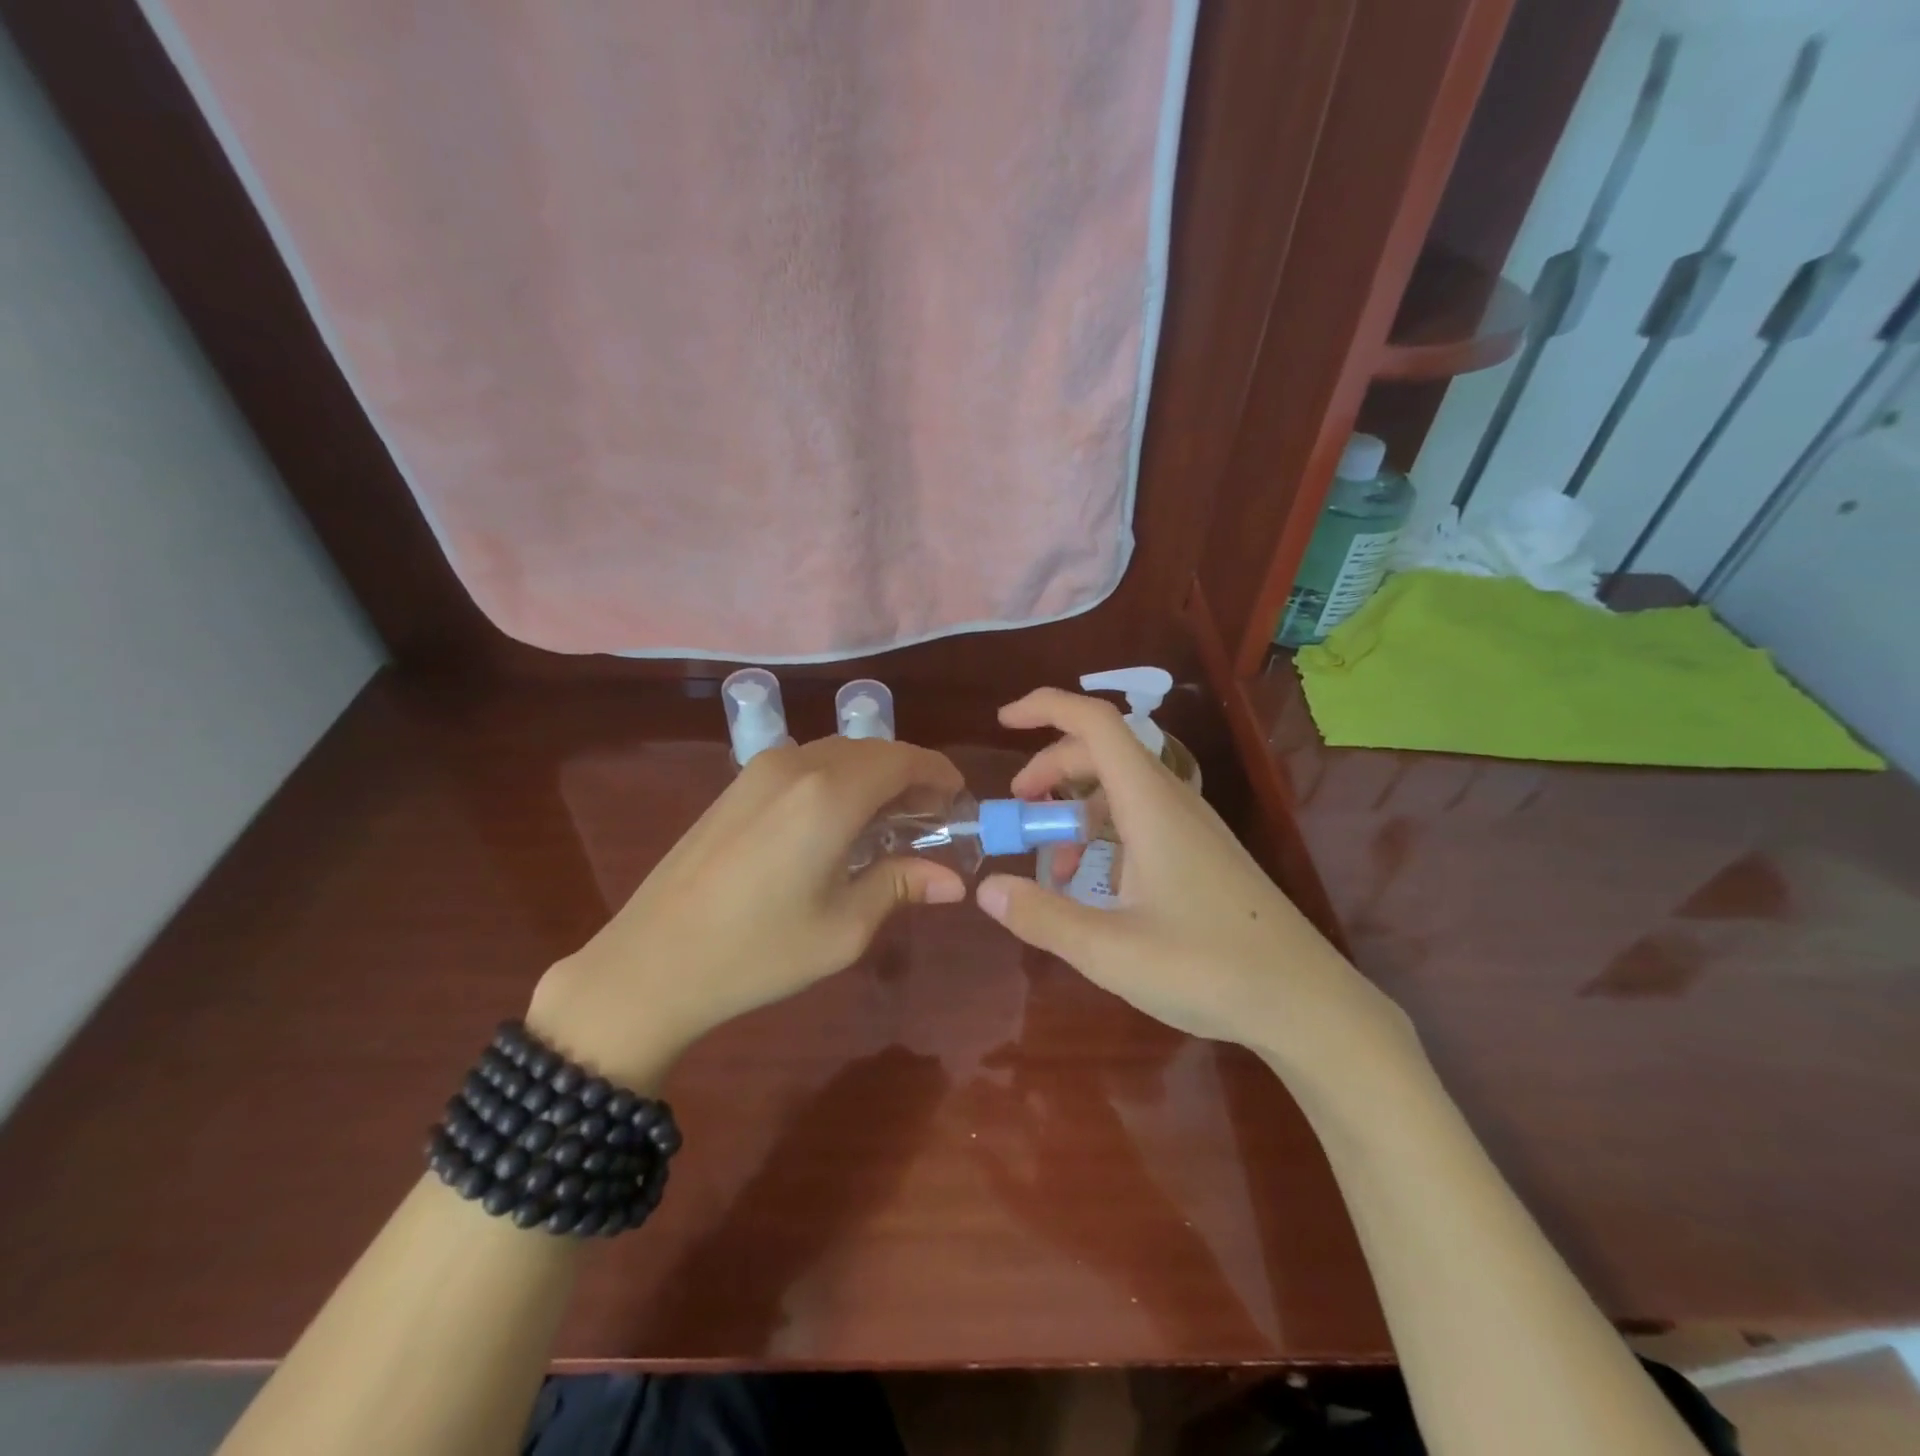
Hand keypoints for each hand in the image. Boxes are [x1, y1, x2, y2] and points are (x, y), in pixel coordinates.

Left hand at [528, 736, 966, 1085]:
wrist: (651, 962)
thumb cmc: (758, 951)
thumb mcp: (844, 928)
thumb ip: (901, 886)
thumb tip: (953, 881)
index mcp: (830, 794)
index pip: (904, 760)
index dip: (939, 775)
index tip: (959, 803)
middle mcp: (797, 765)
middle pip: (873, 751)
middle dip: (910, 777)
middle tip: (931, 821)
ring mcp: (760, 771)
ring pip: (839, 754)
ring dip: (874, 777)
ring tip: (890, 824)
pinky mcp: (737, 786)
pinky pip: (806, 765)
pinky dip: (838, 781)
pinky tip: (838, 824)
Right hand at [974, 690, 1413, 1077]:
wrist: (1304, 1002)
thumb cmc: (1208, 969)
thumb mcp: (1110, 950)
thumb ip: (1043, 916)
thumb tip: (986, 888)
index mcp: (1150, 804)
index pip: (1096, 723)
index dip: (1046, 707)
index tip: (1003, 722)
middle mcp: (1172, 801)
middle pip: (1102, 752)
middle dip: (1050, 768)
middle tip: (1017, 810)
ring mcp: (1191, 827)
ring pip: (1121, 788)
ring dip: (1077, 808)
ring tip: (1054, 864)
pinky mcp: (1200, 853)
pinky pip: (1140, 819)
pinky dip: (1104, 834)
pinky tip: (1095, 885)